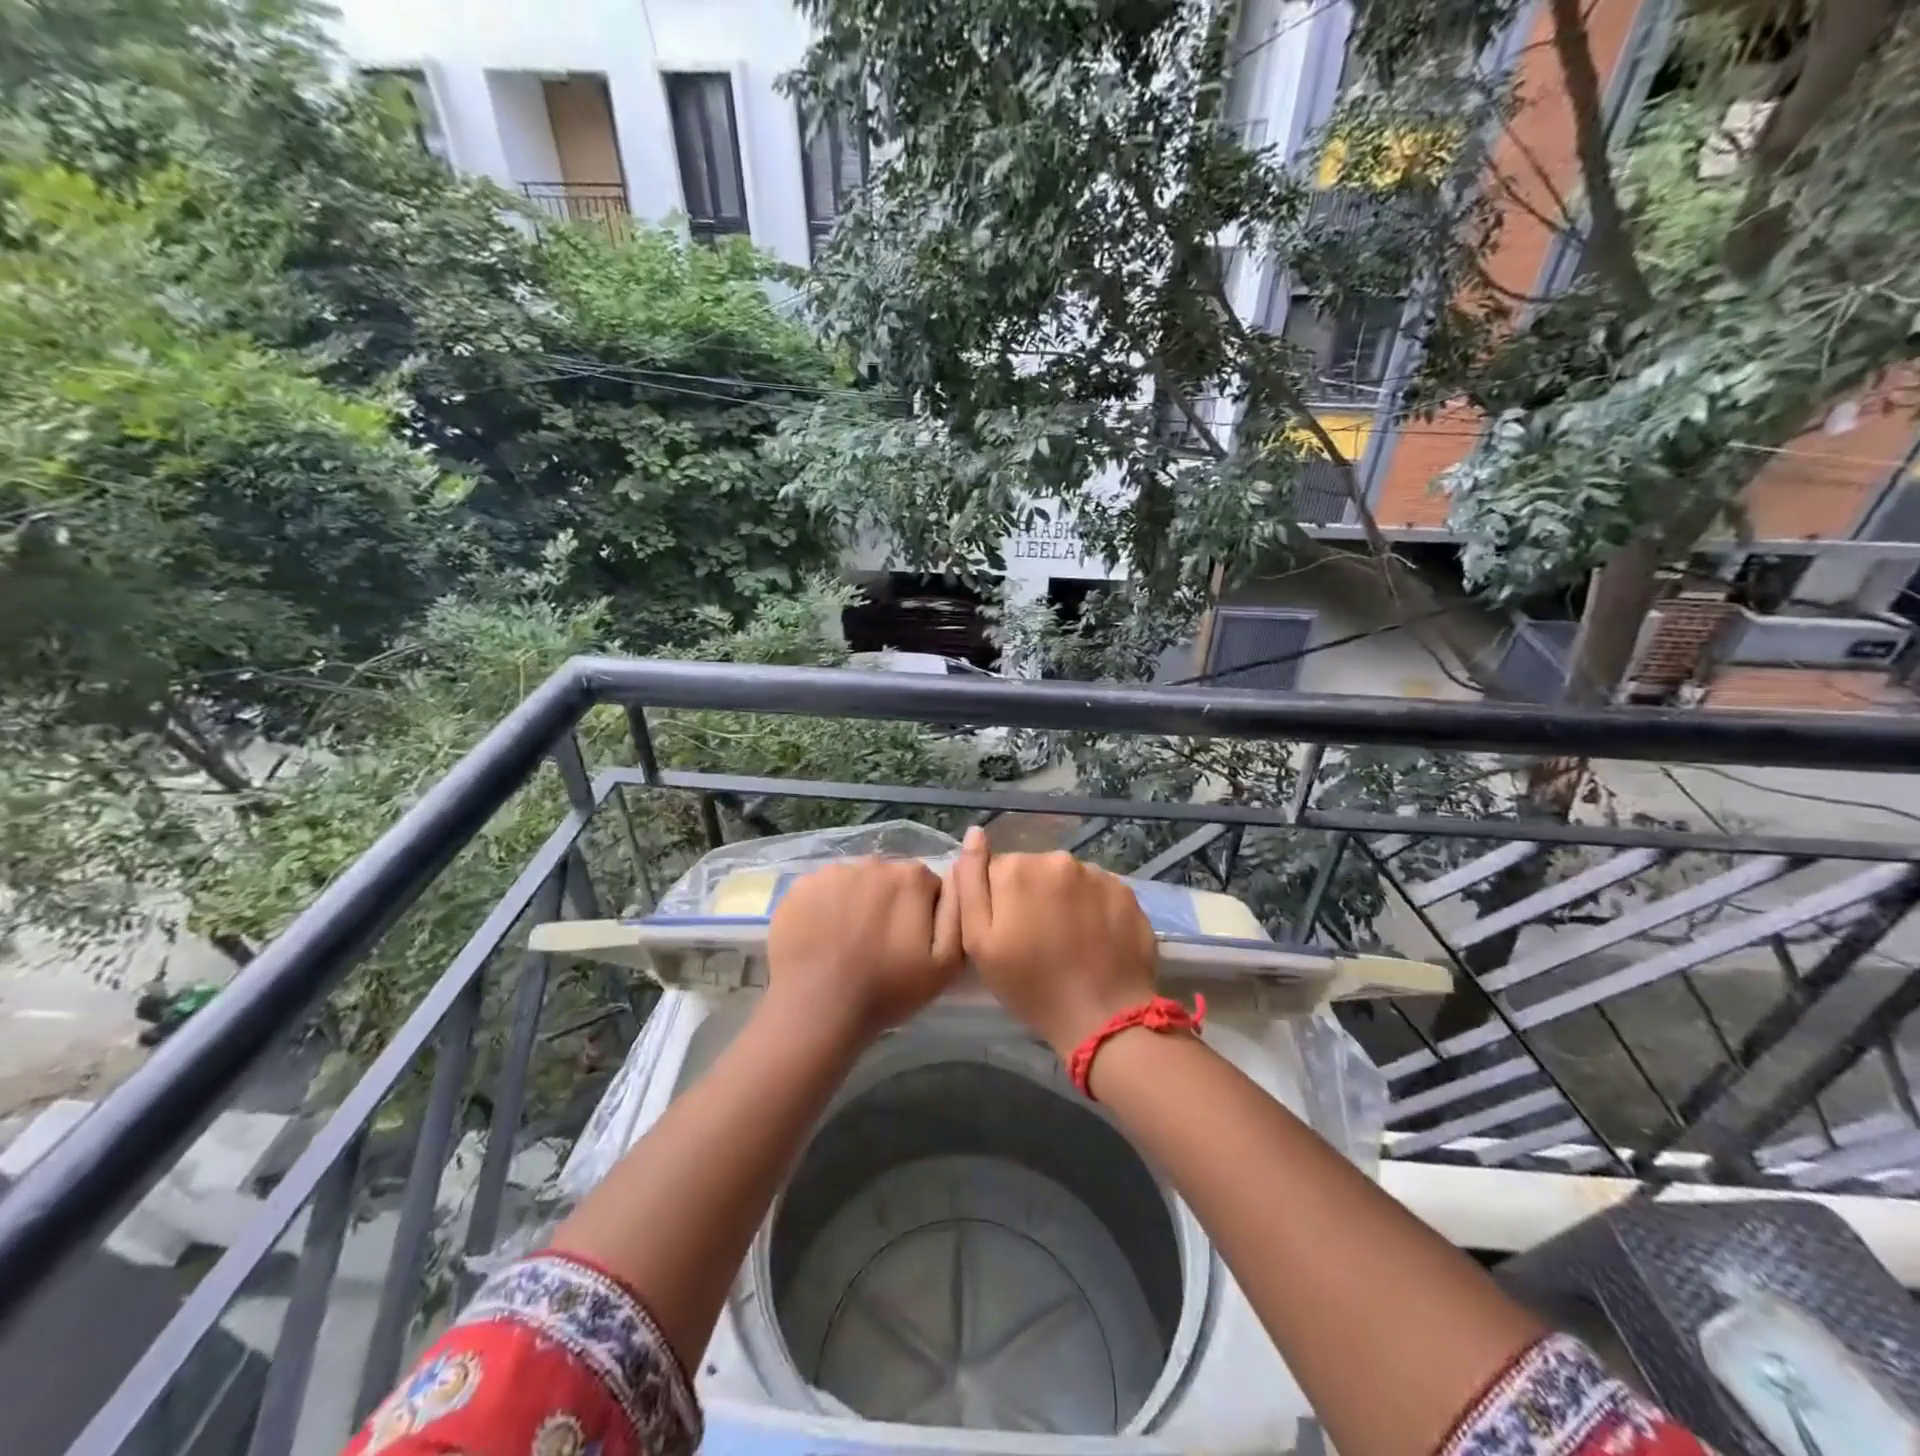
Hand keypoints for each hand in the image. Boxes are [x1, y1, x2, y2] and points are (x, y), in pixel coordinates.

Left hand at [767, 857, 961, 1043]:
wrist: (818, 1009)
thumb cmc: (888, 989)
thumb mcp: (946, 963)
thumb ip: (958, 911)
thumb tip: (957, 873)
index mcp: (911, 877)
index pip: (927, 886)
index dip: (923, 914)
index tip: (911, 943)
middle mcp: (873, 862)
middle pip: (890, 880)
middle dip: (890, 904)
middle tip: (880, 945)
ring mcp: (833, 871)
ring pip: (855, 883)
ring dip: (857, 903)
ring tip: (848, 943)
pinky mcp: (800, 885)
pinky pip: (822, 890)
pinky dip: (825, 907)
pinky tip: (822, 937)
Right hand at [949, 826, 1156, 1058]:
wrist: (1102, 1016)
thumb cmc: (1031, 985)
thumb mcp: (979, 942)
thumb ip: (971, 884)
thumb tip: (974, 834)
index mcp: (1017, 869)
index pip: (996, 870)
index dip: (999, 901)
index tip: (1008, 932)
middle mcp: (1057, 859)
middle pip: (1033, 871)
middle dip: (1032, 896)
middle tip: (1038, 940)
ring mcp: (1096, 873)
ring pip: (1067, 880)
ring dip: (1063, 900)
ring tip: (1069, 941)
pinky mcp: (1125, 890)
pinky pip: (1097, 891)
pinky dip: (1092, 908)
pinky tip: (1094, 938)